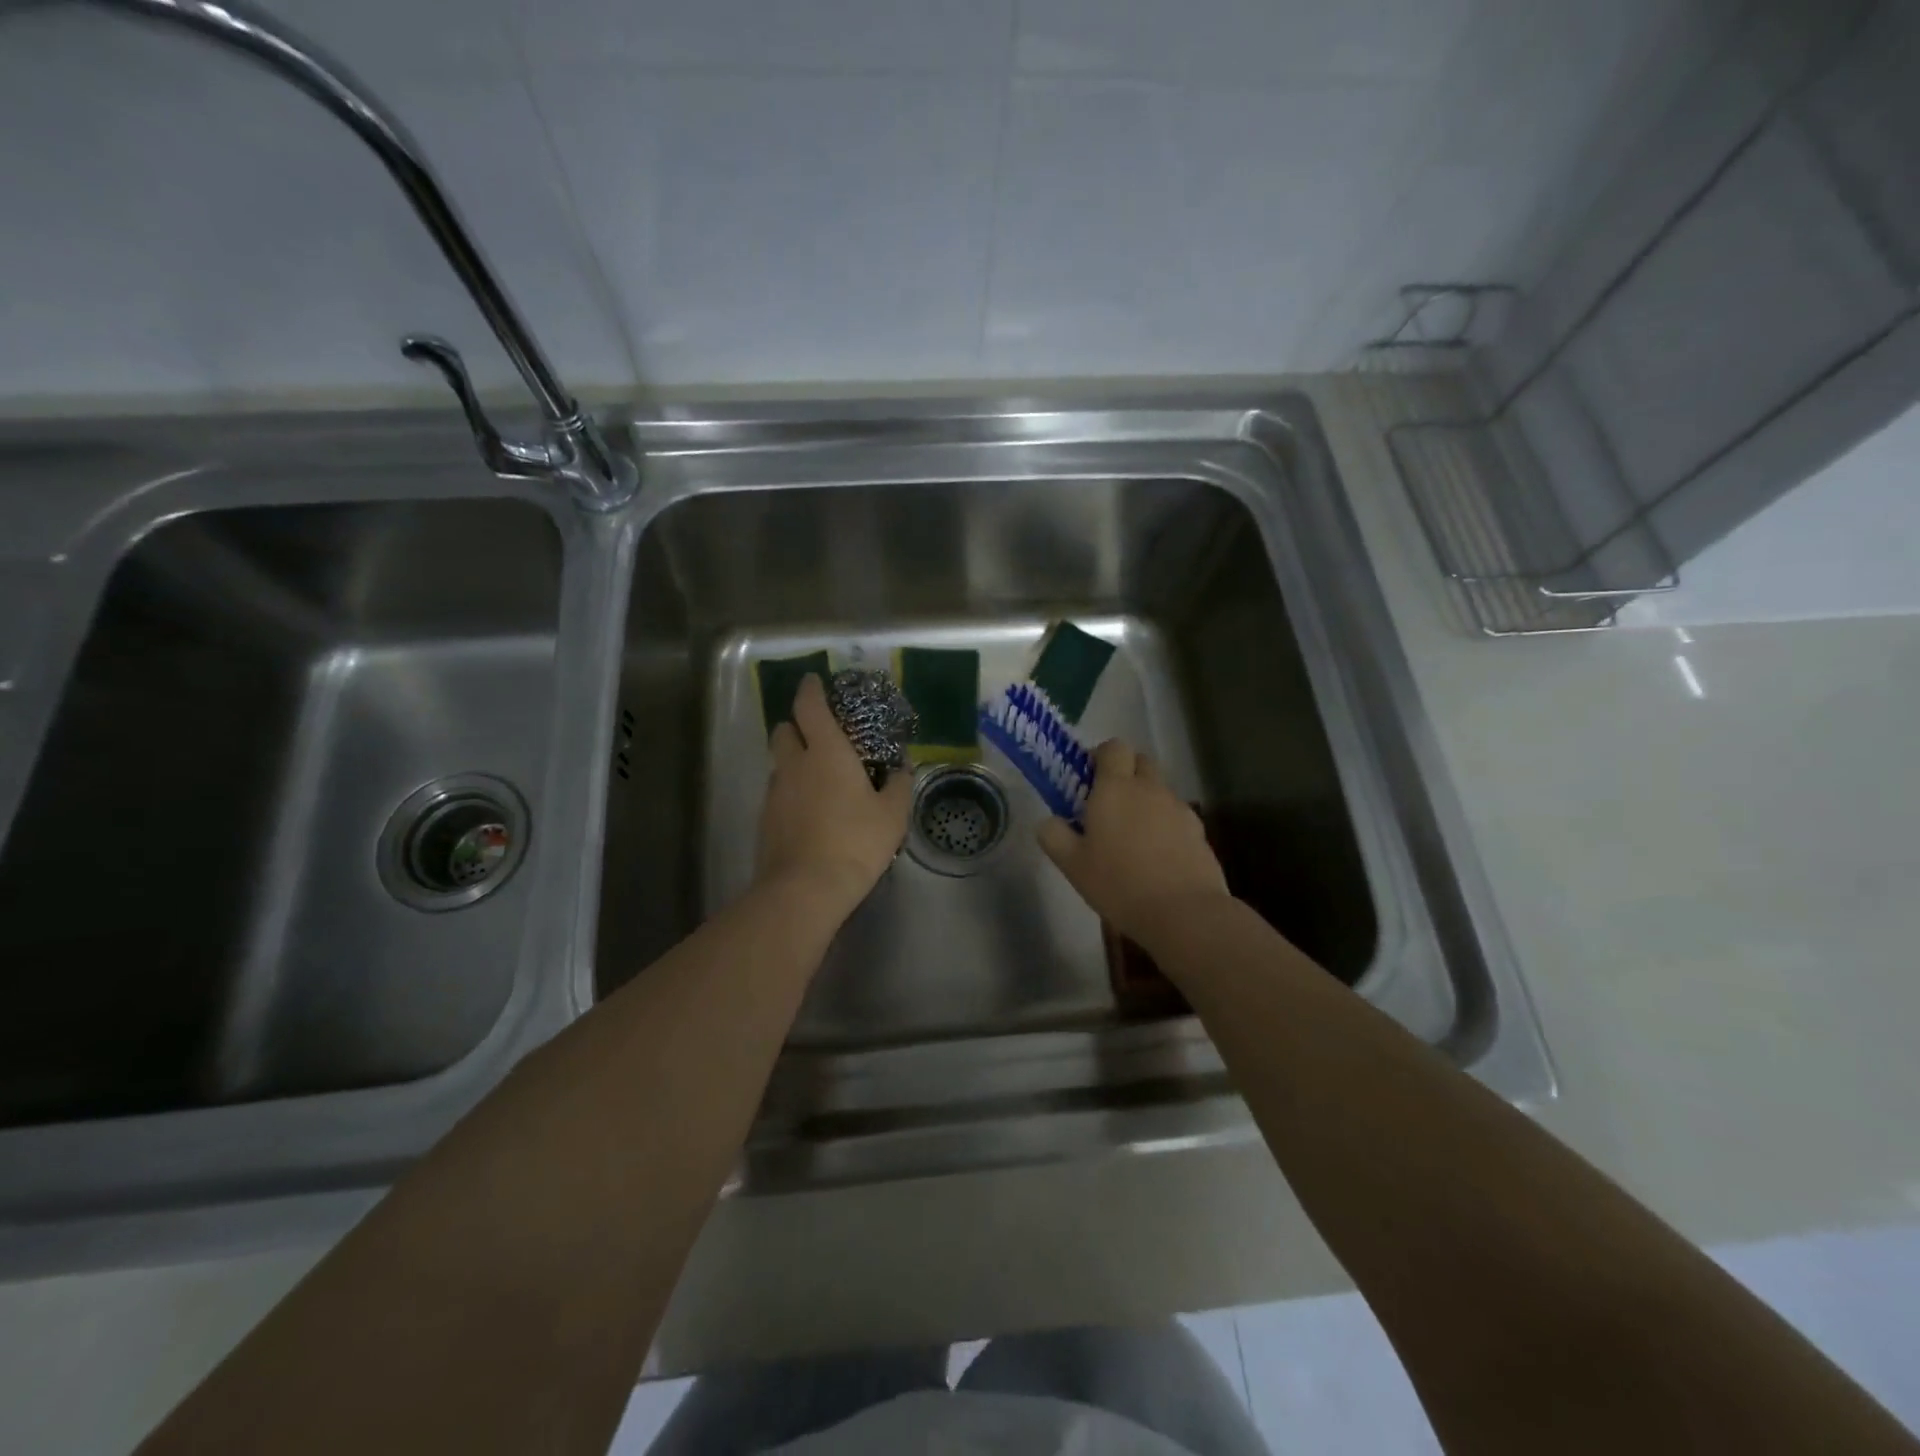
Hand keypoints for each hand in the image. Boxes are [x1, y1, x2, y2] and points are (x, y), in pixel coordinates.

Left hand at [757, 674, 912, 916]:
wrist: (805, 889)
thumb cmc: (856, 842)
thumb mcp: (893, 814)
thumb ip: (899, 784)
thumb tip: (901, 768)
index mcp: (826, 753)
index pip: (809, 706)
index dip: (811, 689)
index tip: (815, 681)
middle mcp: (794, 764)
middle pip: (784, 729)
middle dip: (797, 725)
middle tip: (820, 735)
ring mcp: (774, 792)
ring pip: (779, 762)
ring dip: (794, 760)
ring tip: (819, 777)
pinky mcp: (765, 819)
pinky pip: (777, 792)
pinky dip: (790, 791)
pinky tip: (810, 811)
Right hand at [1037, 739, 1231, 951]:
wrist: (1183, 911)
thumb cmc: (1118, 883)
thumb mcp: (1072, 865)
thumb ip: (1054, 836)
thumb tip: (1049, 821)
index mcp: (1115, 788)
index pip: (1113, 747)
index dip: (1101, 756)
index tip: (1089, 778)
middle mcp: (1149, 788)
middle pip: (1141, 761)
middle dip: (1126, 773)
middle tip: (1109, 804)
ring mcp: (1178, 808)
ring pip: (1159, 790)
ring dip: (1146, 801)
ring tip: (1133, 838)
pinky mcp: (1199, 830)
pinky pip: (1176, 816)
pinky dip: (1165, 825)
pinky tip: (1158, 857)